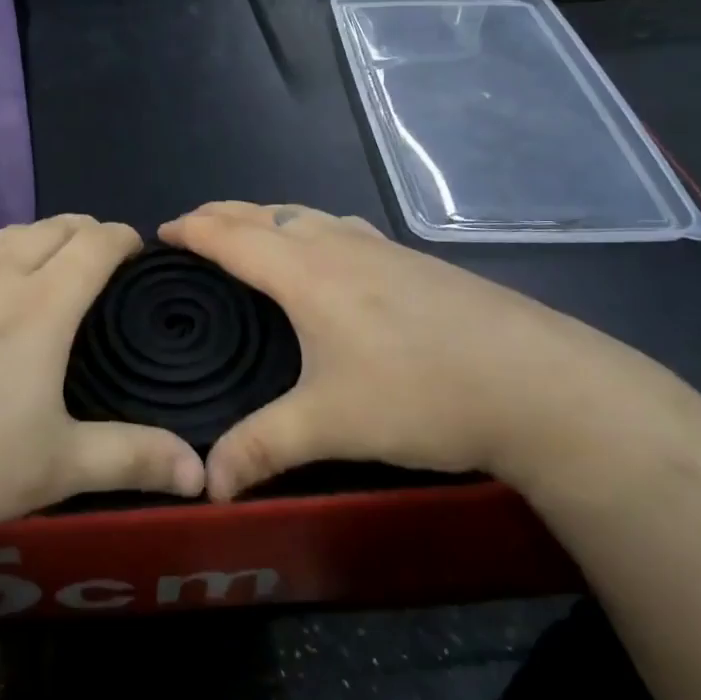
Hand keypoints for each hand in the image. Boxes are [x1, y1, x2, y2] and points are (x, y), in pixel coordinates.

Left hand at [0, 215, 204, 545]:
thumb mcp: (59, 467)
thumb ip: (133, 460)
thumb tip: (201, 474)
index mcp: (43, 308)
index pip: (94, 248)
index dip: (122, 238)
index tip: (139, 246)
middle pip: (51, 230)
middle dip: (84, 228)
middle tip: (102, 245)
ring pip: (3, 234)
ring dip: (36, 228)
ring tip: (53, 238)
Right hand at [161, 202, 642, 498]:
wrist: (540, 384)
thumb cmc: (421, 394)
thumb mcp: (332, 425)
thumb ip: (261, 448)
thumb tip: (205, 486)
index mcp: (304, 272)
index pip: (230, 235)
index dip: (191, 229)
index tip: (160, 233)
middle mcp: (335, 245)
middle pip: (264, 214)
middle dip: (220, 214)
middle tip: (191, 228)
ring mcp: (379, 247)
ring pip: (304, 214)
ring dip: (265, 216)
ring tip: (246, 233)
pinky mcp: (412, 260)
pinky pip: (338, 226)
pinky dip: (307, 225)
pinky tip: (324, 251)